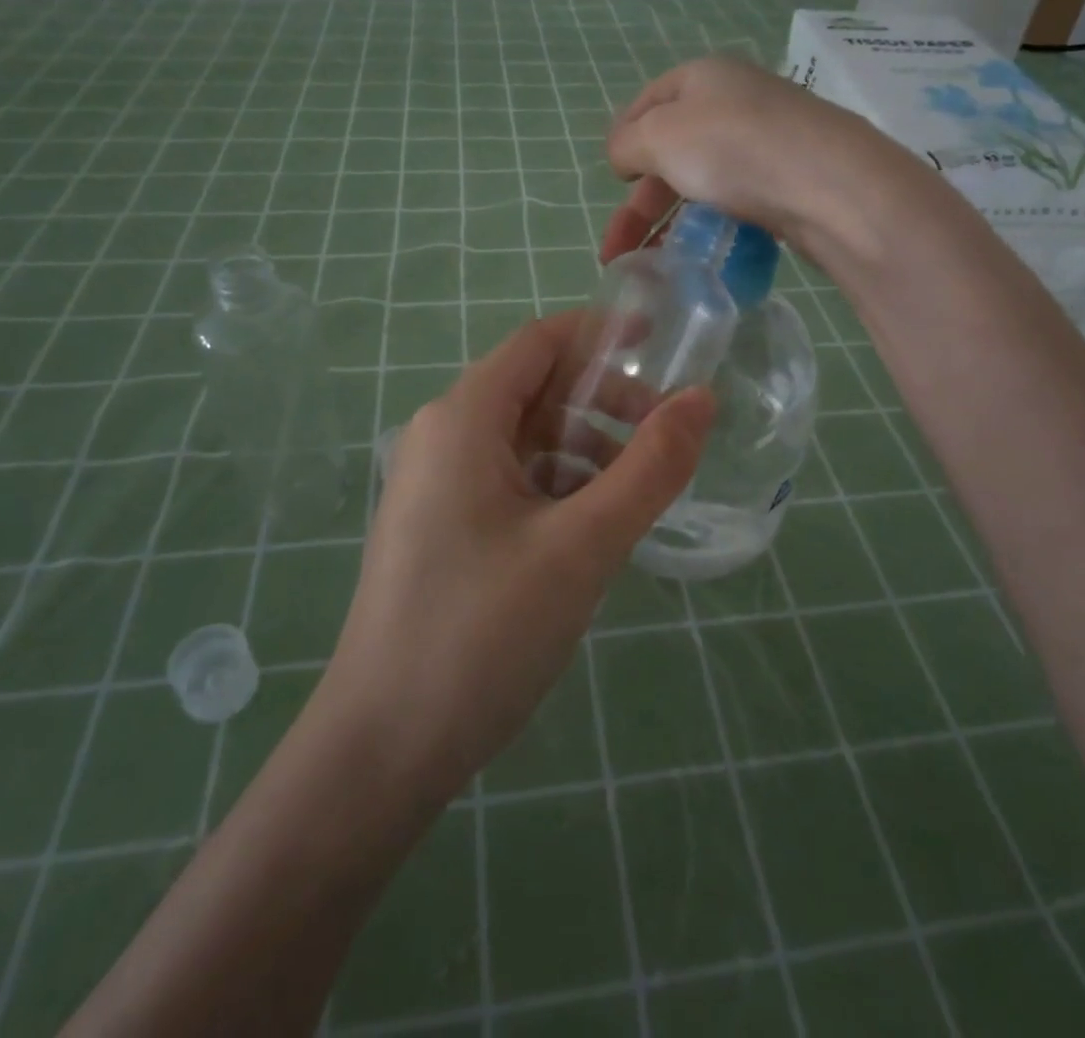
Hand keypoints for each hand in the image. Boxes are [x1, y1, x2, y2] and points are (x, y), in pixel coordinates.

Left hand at [323, 315, 713, 798]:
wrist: (382, 748)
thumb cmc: (481, 633)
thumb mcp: (583, 546)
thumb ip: (650, 467)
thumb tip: (702, 400)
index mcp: (463, 418)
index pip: (539, 342)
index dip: (601, 335)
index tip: (662, 347)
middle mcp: (441, 436)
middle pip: (534, 388)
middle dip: (601, 400)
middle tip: (664, 434)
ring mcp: (435, 485)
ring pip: (524, 439)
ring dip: (583, 449)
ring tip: (634, 493)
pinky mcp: (439, 527)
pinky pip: (507, 481)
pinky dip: (555, 486)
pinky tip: (589, 530)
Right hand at [600, 55, 894, 262]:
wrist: (831, 186)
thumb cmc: (734, 148)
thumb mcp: (660, 136)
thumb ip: (627, 143)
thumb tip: (623, 155)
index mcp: (702, 77)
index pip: (647, 102)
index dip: (623, 140)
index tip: (613, 181)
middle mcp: (735, 101)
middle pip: (671, 150)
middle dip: (639, 202)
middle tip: (618, 250)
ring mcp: (766, 141)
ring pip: (703, 180)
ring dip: (670, 221)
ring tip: (652, 264)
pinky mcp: (789, 180)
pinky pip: (736, 200)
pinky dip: (710, 225)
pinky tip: (700, 253)